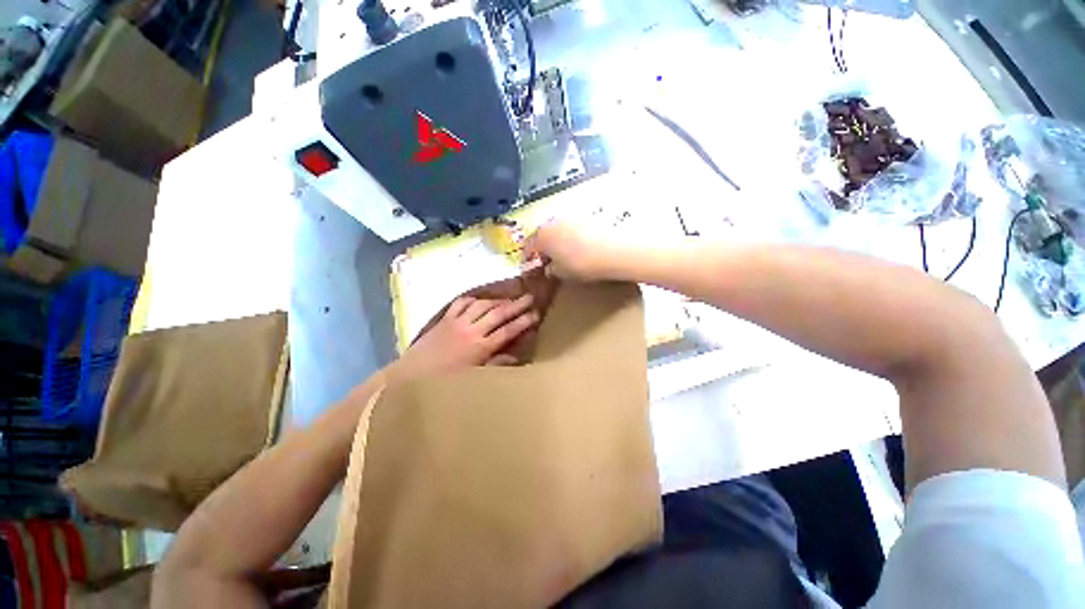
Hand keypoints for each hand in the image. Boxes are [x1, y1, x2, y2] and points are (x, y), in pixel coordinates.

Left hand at [389, 294, 538, 381]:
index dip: (523, 322)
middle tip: (530, 297)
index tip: (536, 314)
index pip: (507, 331)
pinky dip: (473, 300)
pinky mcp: (445, 318)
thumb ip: (495, 364)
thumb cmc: (445, 381)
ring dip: (497, 300)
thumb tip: (516, 357)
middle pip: (498, 313)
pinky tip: (480, 300)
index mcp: (480, 347)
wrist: (411, 376)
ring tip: (509, 298)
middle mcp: (472, 330)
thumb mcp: (473, 377)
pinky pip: (461, 303)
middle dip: (516, 305)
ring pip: (482, 305)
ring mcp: (457, 322)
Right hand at [523, 221, 615, 280]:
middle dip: (542, 247)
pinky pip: (571, 228)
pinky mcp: (586, 217)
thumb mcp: (562, 273)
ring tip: (563, 253)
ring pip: (557, 230)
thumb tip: (549, 268)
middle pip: (542, 235)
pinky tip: (578, 246)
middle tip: (546, 260)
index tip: (530, 266)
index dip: (528, 258)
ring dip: (556, 240)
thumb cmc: (582, 265)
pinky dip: (570, 236)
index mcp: (542, 236)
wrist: (614, 251)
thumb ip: (551, 270)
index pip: (528, 246)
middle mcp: (553, 222)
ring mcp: (570, 217)